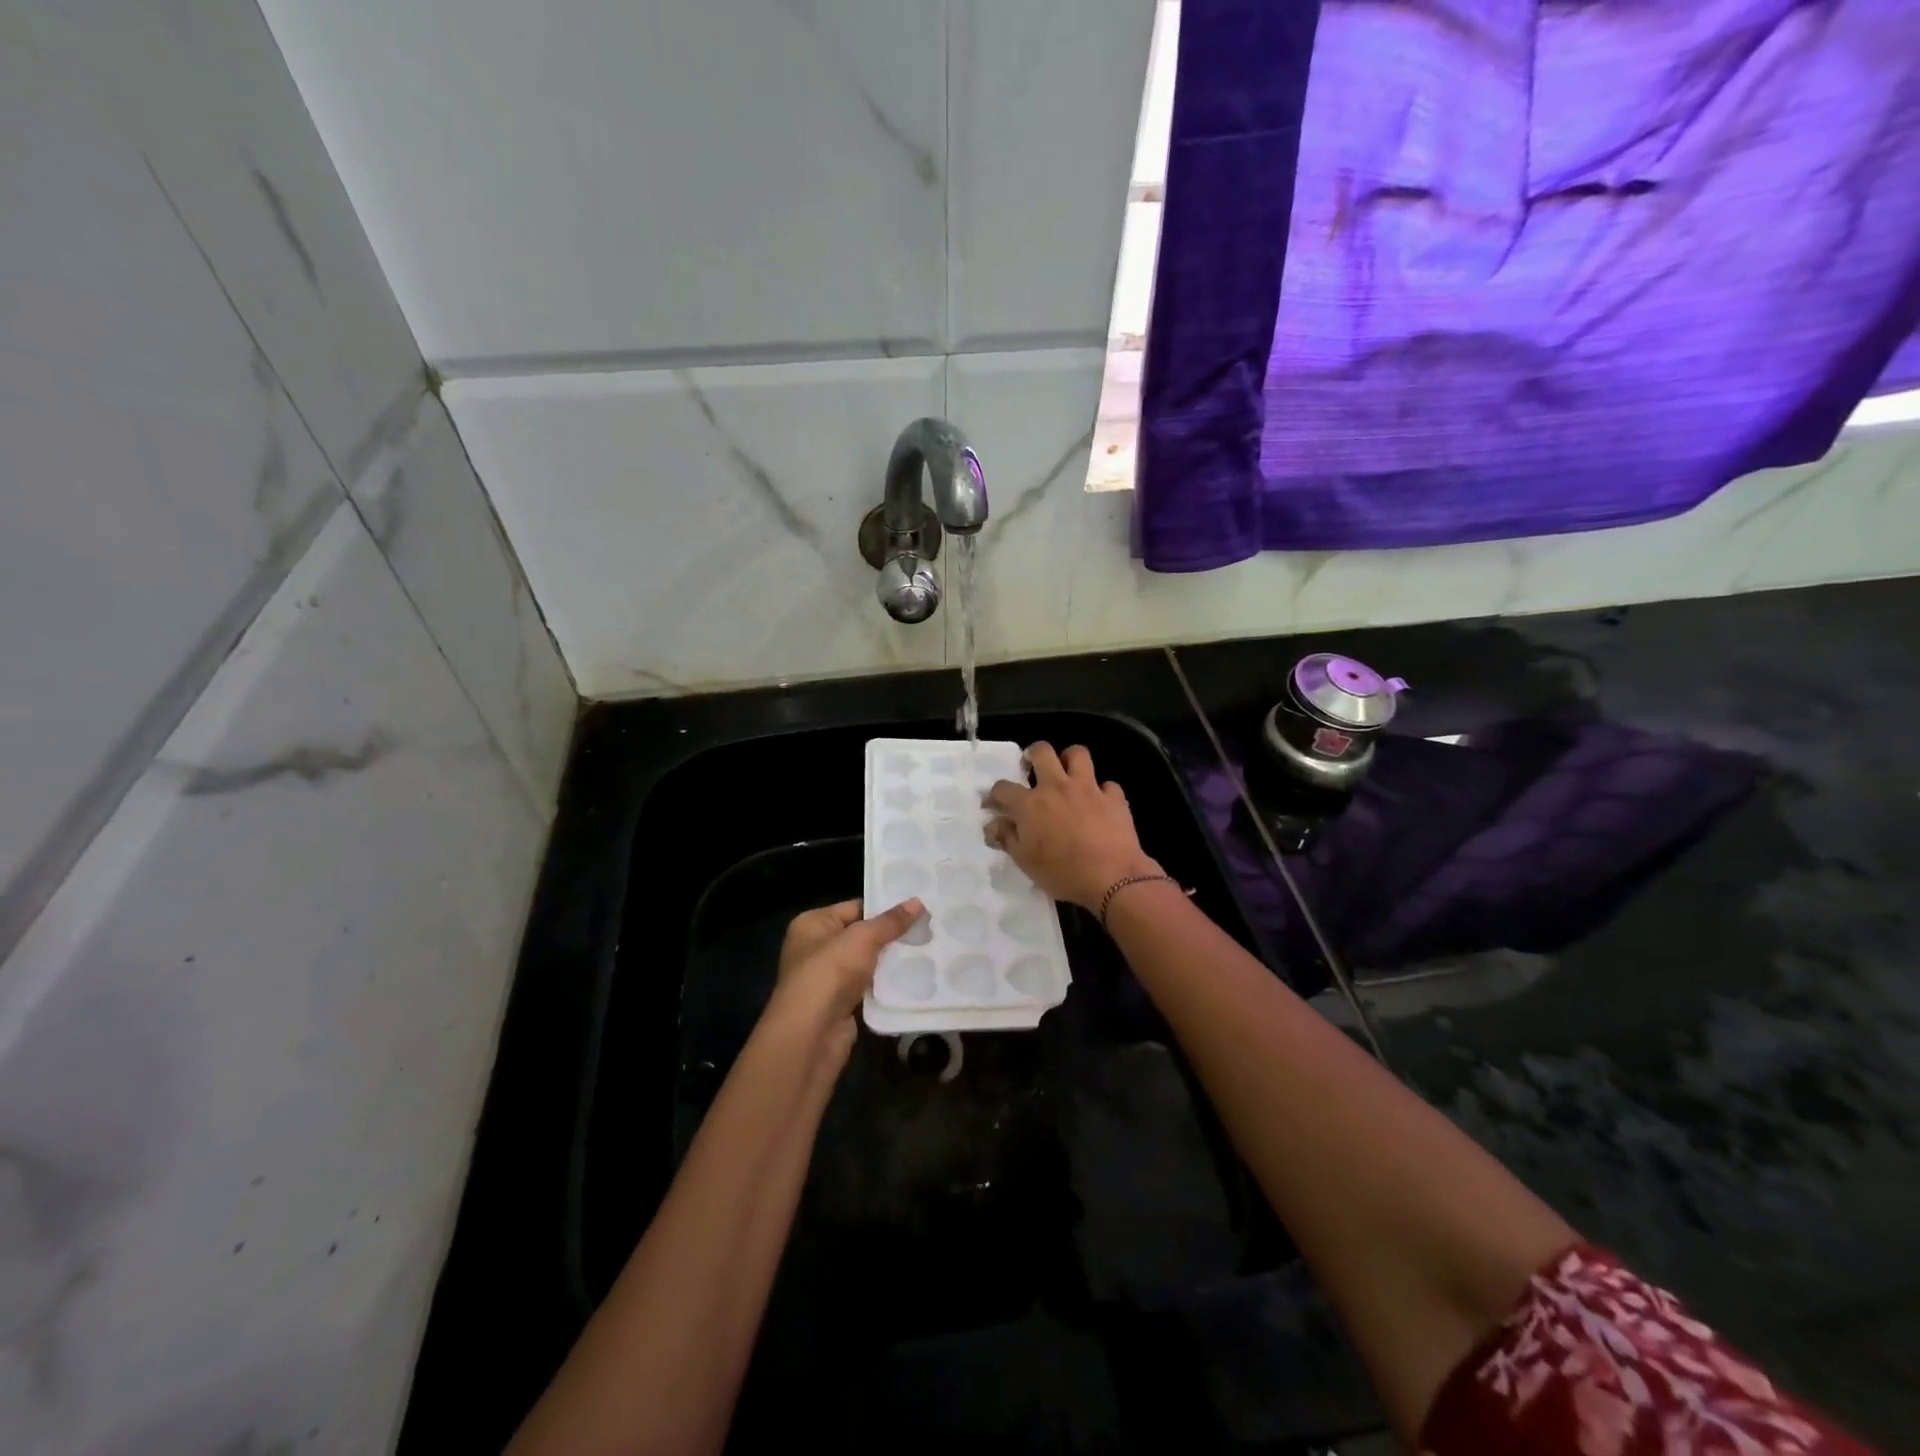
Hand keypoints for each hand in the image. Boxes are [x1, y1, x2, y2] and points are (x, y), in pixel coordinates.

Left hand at [766, 898, 923, 1070]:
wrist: (811, 1034)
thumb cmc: (830, 972)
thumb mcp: (863, 938)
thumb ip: (891, 921)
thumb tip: (918, 901)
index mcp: (812, 924)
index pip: (854, 907)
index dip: (885, 907)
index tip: (918, 907)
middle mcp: (815, 948)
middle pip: (861, 935)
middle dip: (891, 935)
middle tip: (928, 928)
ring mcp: (827, 978)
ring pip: (866, 963)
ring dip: (891, 961)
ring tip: (927, 950)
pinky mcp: (840, 1004)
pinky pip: (868, 987)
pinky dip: (885, 984)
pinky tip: (913, 978)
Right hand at [983, 743, 1161, 911]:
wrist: (1111, 878)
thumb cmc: (1062, 873)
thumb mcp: (1025, 862)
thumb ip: (1007, 838)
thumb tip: (993, 825)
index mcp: (1030, 804)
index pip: (1003, 788)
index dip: (995, 794)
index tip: (995, 803)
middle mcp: (1057, 787)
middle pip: (1042, 751)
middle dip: (1033, 754)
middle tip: (1032, 768)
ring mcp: (1088, 788)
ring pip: (1078, 753)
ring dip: (1070, 760)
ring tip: (1068, 775)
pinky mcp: (1113, 797)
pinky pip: (1108, 785)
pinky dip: (1102, 792)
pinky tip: (1100, 804)